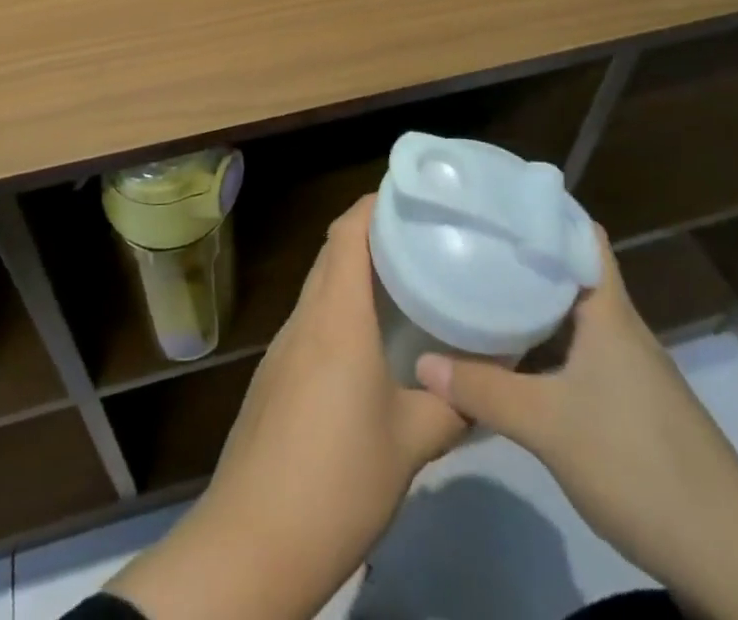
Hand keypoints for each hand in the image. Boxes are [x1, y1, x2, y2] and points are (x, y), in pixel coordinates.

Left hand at [110, 196, 464, 619]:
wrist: (252, 542)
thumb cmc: (338, 480)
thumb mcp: (410, 445)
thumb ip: (451, 406)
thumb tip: (485, 383)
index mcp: (336, 316)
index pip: (347, 231)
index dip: (374, 203)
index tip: (412, 196)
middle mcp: (305, 318)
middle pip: (332, 252)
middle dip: (371, 233)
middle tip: (421, 238)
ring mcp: (283, 347)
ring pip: (320, 286)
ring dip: (354, 273)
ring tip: (403, 283)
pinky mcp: (274, 376)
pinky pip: (311, 320)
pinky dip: (339, 309)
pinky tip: (367, 342)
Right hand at [417, 227, 737, 619]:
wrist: (731, 558)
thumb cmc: (638, 462)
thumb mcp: (547, 425)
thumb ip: (482, 390)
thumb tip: (421, 362)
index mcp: (609, 311)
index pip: (581, 235)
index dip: (544, 210)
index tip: (496, 197)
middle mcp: (620, 328)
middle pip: (570, 272)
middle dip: (524, 254)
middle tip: (470, 239)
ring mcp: (628, 369)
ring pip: (572, 316)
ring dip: (532, 302)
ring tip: (478, 286)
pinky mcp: (630, 405)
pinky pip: (577, 352)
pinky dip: (544, 343)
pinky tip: (512, 356)